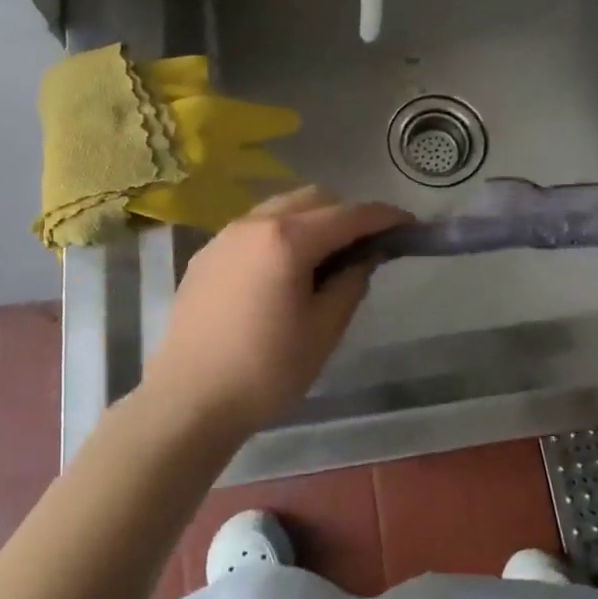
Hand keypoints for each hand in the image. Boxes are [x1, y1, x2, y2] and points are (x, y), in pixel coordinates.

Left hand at [144, 187, 408, 437]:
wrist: (188, 401)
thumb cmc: (266, 371)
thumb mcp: (324, 330)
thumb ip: (351, 282)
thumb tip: (364, 256)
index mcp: (287, 239)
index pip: (349, 215)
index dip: (384, 217)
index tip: (409, 225)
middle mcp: (254, 223)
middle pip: (314, 198)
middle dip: (347, 214)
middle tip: (366, 247)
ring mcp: (225, 235)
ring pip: (281, 207)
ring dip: (312, 220)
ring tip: (325, 258)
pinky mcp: (207, 254)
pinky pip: (255, 227)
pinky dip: (281, 233)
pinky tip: (284, 270)